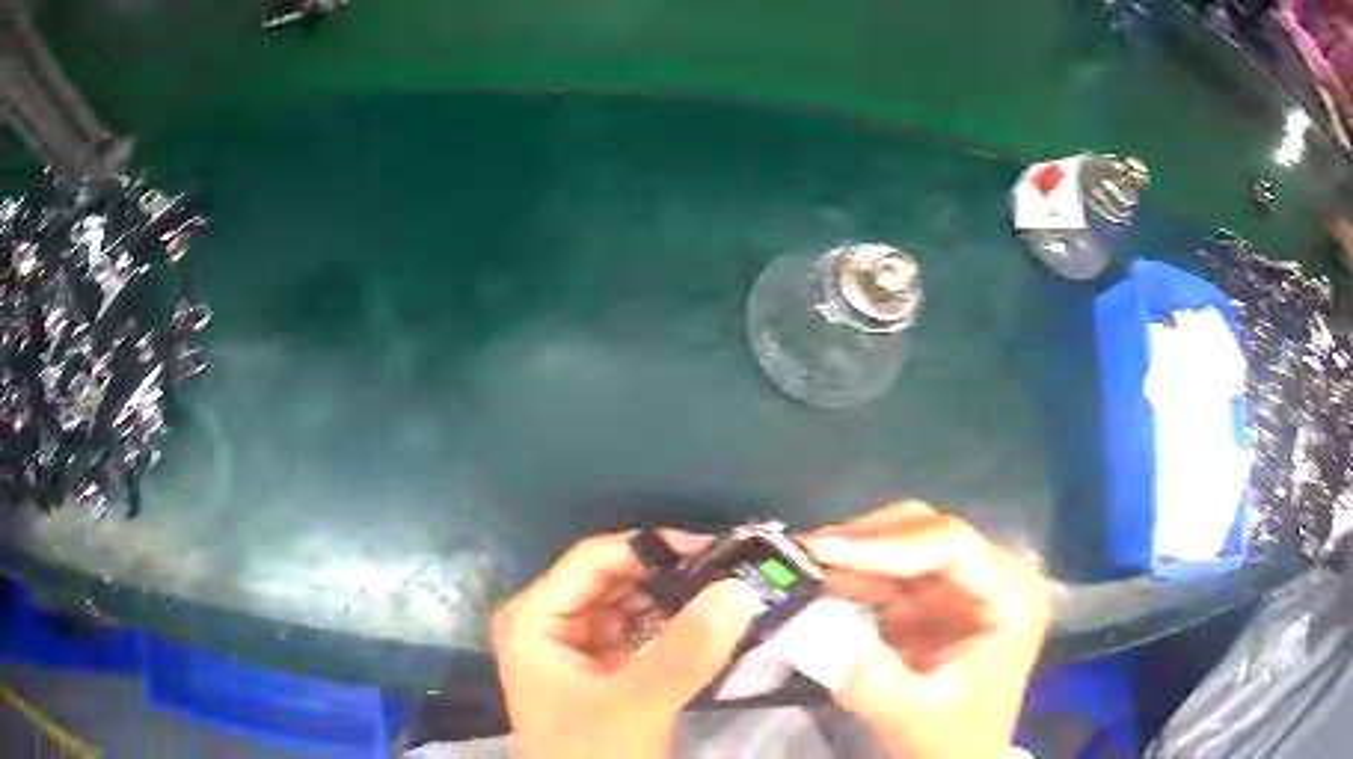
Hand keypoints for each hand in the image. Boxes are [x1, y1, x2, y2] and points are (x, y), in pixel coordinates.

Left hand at [492, 531, 763, 758]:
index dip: (653, 549)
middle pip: (615, 580)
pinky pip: (643, 636)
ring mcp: (578, 648)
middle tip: (735, 572)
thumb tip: (739, 588)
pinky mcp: (604, 671)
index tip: (717, 551)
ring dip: (678, 602)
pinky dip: (676, 631)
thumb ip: (684, 652)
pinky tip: (715, 627)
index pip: (595, 560)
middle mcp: (551, 623)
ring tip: (734, 595)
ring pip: (633, 606)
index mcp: (534, 618)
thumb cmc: (590, 755)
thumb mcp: (634, 706)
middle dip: (672, 577)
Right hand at [800, 503, 1049, 758]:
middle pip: (927, 532)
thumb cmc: (950, 740)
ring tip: (798, 562)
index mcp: (1010, 597)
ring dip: (852, 553)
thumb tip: (810, 626)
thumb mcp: (911, 714)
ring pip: (904, 545)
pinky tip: (816, 581)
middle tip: (804, 551)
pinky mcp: (934, 601)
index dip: (885, 544)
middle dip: (865, 540)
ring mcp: (962, 587)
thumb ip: (868, 676)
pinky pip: (889, 574)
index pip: (951, 546)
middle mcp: (991, 578)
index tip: (823, 550)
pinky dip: (852, 575)